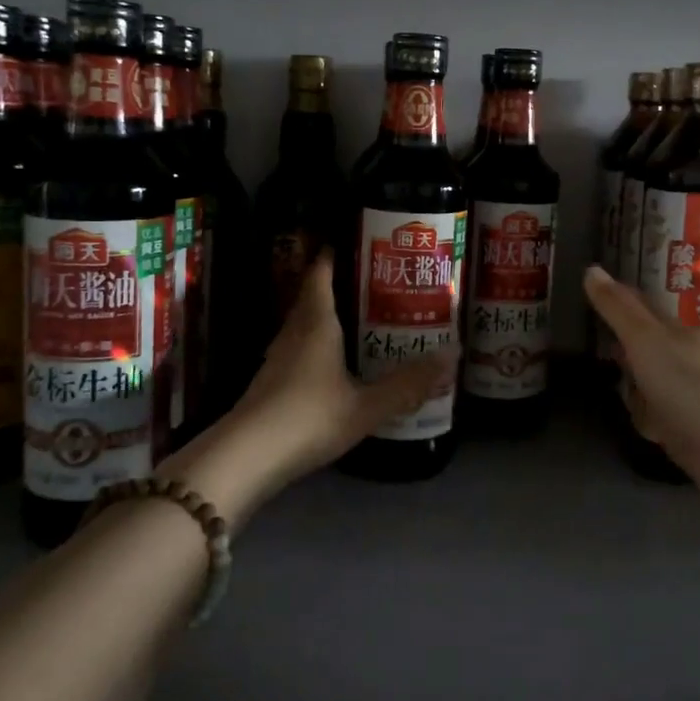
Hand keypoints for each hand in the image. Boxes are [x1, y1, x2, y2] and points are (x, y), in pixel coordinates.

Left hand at [166, 254, 455, 519]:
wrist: (246, 459)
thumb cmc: (308, 418)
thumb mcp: (367, 405)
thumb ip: (409, 384)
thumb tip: (454, 354)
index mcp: (316, 324)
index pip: (321, 274)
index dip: (335, 254)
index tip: (358, 242)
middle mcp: (294, 332)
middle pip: (313, 296)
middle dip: (340, 284)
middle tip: (375, 282)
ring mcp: (278, 358)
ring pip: (304, 324)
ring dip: (328, 316)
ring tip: (362, 318)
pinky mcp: (271, 383)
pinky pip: (299, 349)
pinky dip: (319, 345)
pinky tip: (336, 362)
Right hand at [584, 264, 699, 510]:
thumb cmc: (690, 384)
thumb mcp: (646, 339)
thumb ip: (618, 309)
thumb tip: (591, 269)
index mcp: (669, 332)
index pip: (637, 306)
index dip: (614, 296)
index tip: (589, 286)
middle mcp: (677, 359)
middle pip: (641, 345)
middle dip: (620, 340)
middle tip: (590, 333)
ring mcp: (683, 396)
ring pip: (646, 382)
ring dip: (631, 381)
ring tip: (602, 376)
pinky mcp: (686, 432)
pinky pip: (654, 418)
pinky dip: (644, 416)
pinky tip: (633, 420)